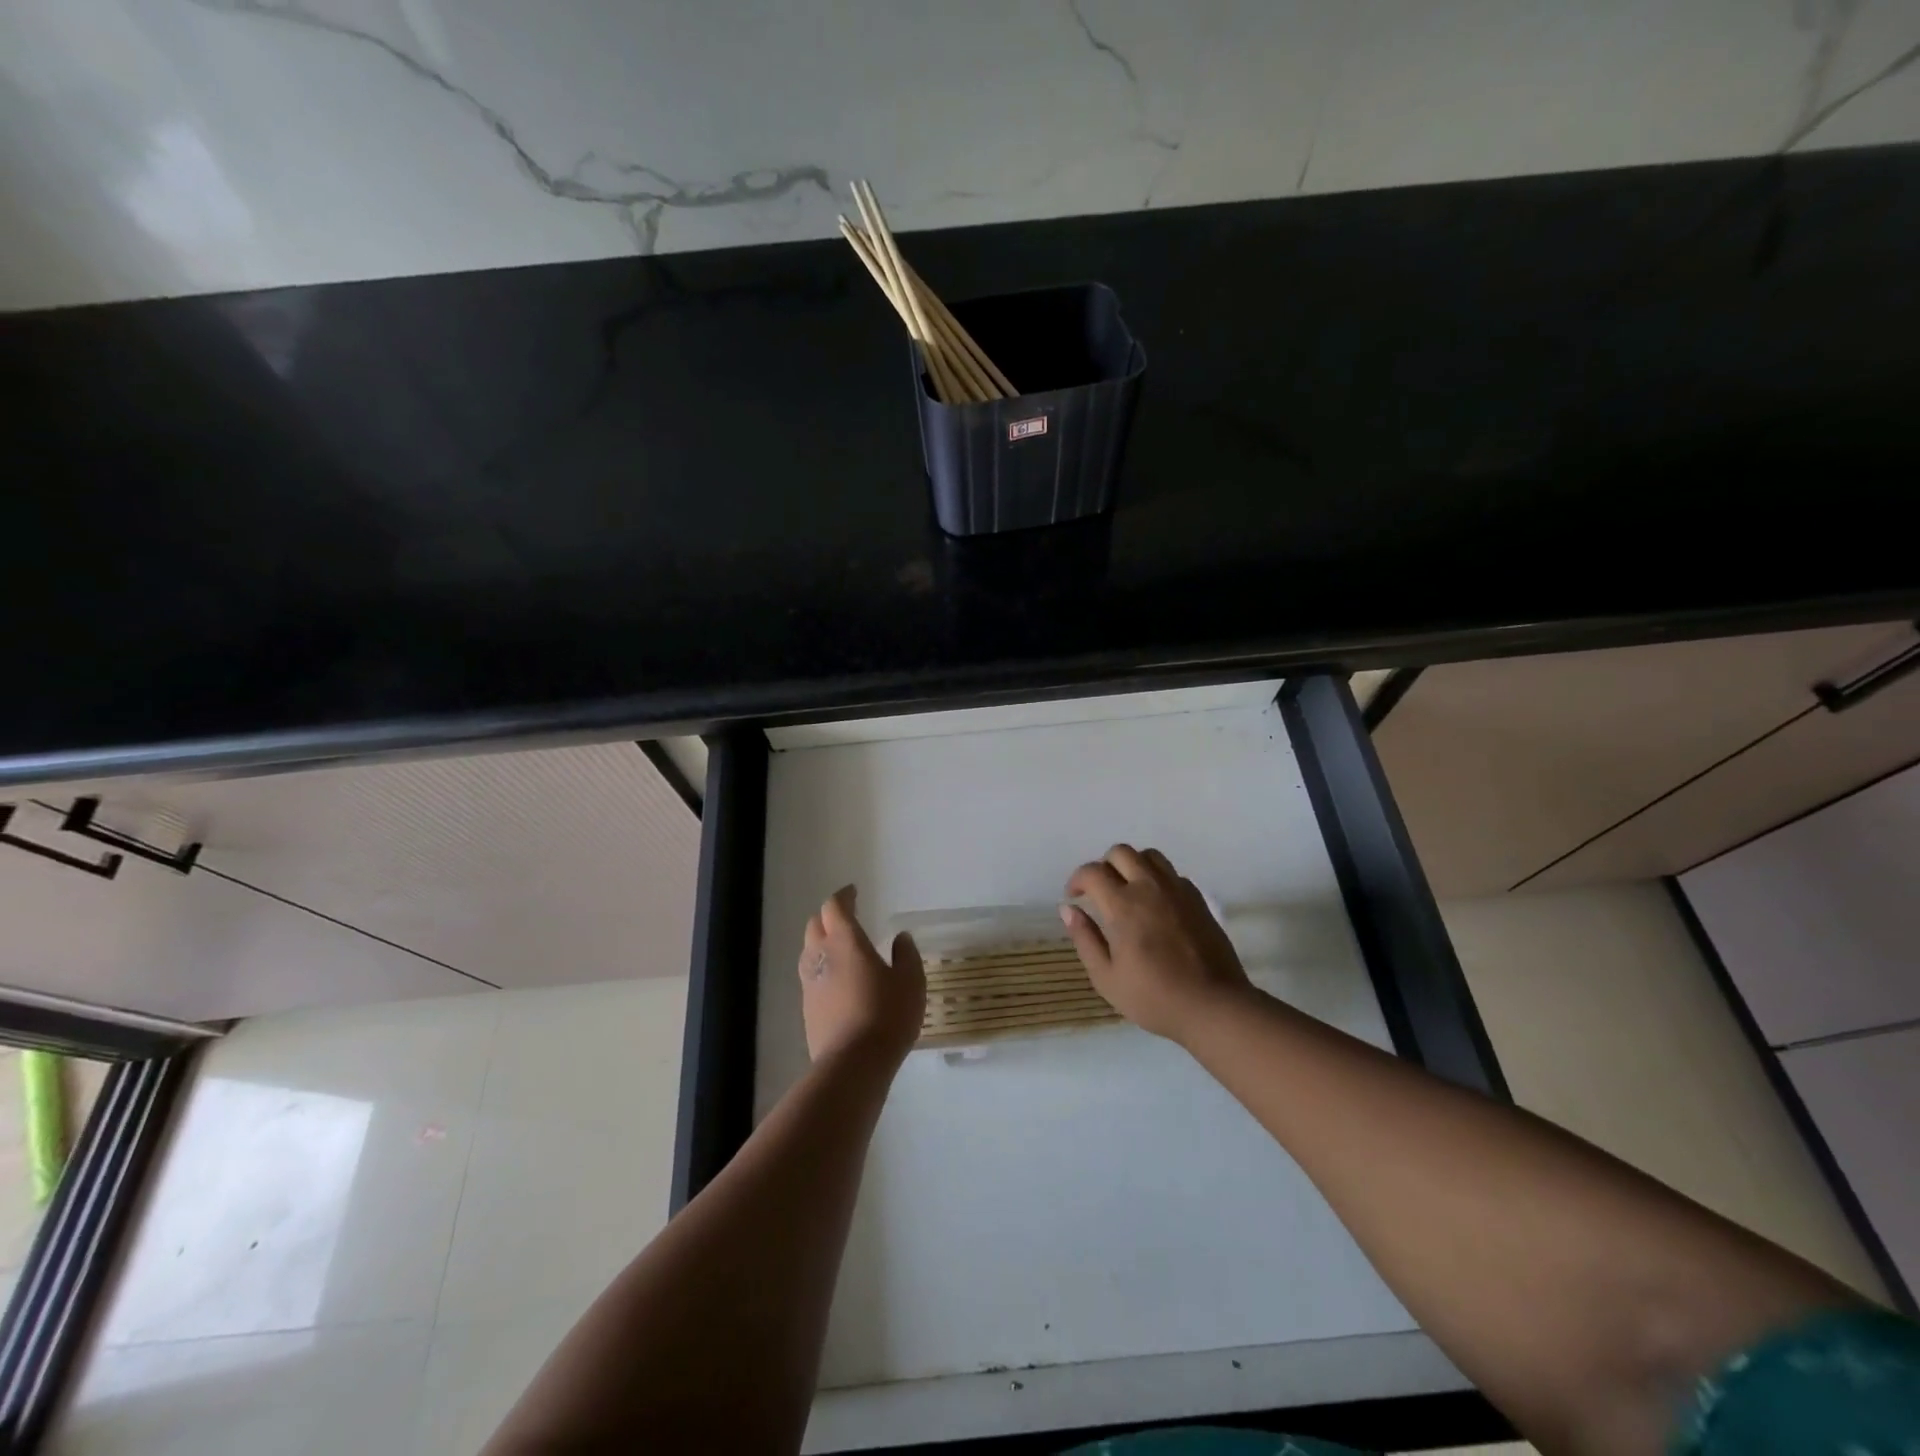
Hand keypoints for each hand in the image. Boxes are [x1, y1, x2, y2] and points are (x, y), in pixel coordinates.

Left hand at [798, 886, 926, 1064]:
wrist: (853, 1064)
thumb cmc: (887, 1015)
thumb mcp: (910, 981)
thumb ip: (906, 955)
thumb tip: (900, 938)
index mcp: (846, 941)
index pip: (835, 907)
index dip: (843, 896)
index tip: (854, 892)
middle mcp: (822, 955)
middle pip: (816, 925)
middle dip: (829, 916)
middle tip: (847, 917)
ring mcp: (810, 983)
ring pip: (808, 950)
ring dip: (821, 942)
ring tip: (840, 948)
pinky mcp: (807, 1008)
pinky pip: (810, 976)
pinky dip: (822, 968)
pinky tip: (837, 981)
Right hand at [1062, 845, 1255, 1044]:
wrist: (1213, 1006)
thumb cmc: (1154, 998)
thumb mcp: (1107, 978)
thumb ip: (1085, 939)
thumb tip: (1068, 909)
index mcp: (1123, 906)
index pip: (1092, 872)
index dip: (1077, 879)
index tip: (1073, 897)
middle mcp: (1150, 888)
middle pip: (1121, 852)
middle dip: (1103, 866)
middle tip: (1099, 892)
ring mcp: (1177, 890)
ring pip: (1149, 856)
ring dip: (1132, 865)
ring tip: (1127, 890)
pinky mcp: (1198, 899)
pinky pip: (1172, 873)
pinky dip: (1157, 878)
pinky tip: (1155, 904)